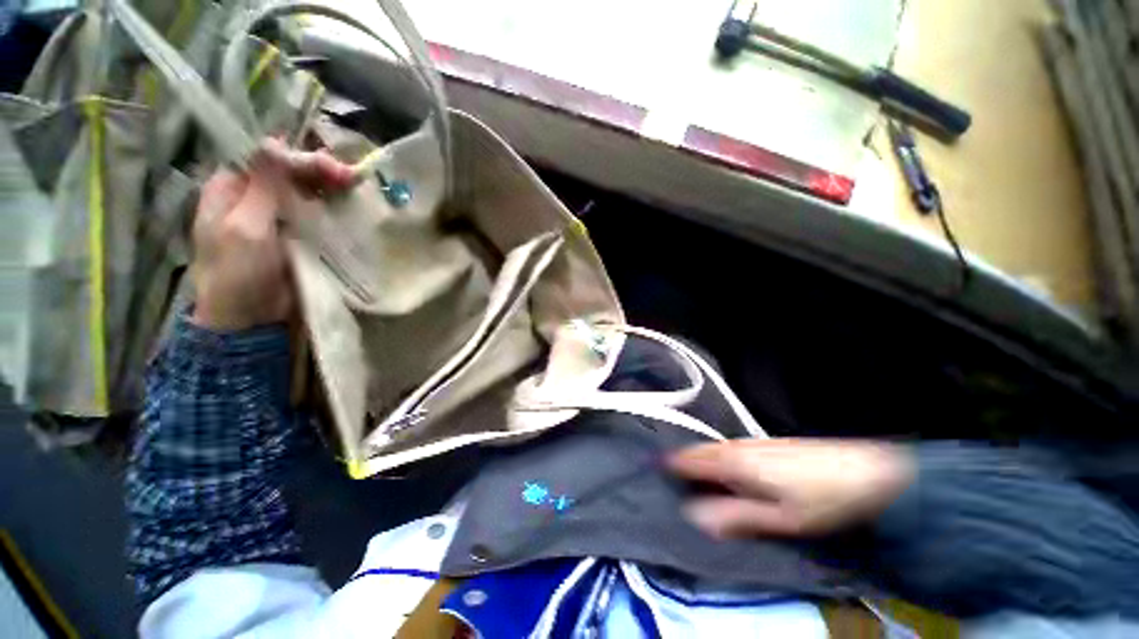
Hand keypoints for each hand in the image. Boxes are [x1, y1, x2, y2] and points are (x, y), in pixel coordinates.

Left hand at [191, 139, 353, 330]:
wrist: (252, 319)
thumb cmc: (238, 273)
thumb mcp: (244, 226)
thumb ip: (261, 186)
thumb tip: (274, 142)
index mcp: (231, 188)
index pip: (267, 158)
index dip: (298, 157)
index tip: (330, 168)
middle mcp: (255, 197)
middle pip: (289, 172)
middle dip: (319, 171)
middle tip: (350, 179)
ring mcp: (279, 217)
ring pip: (307, 192)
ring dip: (330, 188)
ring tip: (356, 188)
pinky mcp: (300, 236)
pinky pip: (318, 214)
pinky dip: (335, 208)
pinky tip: (353, 206)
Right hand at [669, 439, 913, 538]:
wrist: (867, 473)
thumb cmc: (820, 501)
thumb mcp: (779, 519)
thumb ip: (734, 516)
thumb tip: (694, 516)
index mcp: (734, 462)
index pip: (689, 459)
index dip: (668, 464)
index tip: (651, 471)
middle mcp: (736, 446)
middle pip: (698, 450)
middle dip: (680, 461)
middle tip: (667, 477)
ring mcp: (751, 441)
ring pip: (713, 448)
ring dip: (697, 459)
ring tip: (688, 476)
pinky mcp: (764, 443)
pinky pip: (727, 447)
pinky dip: (715, 457)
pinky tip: (722, 471)